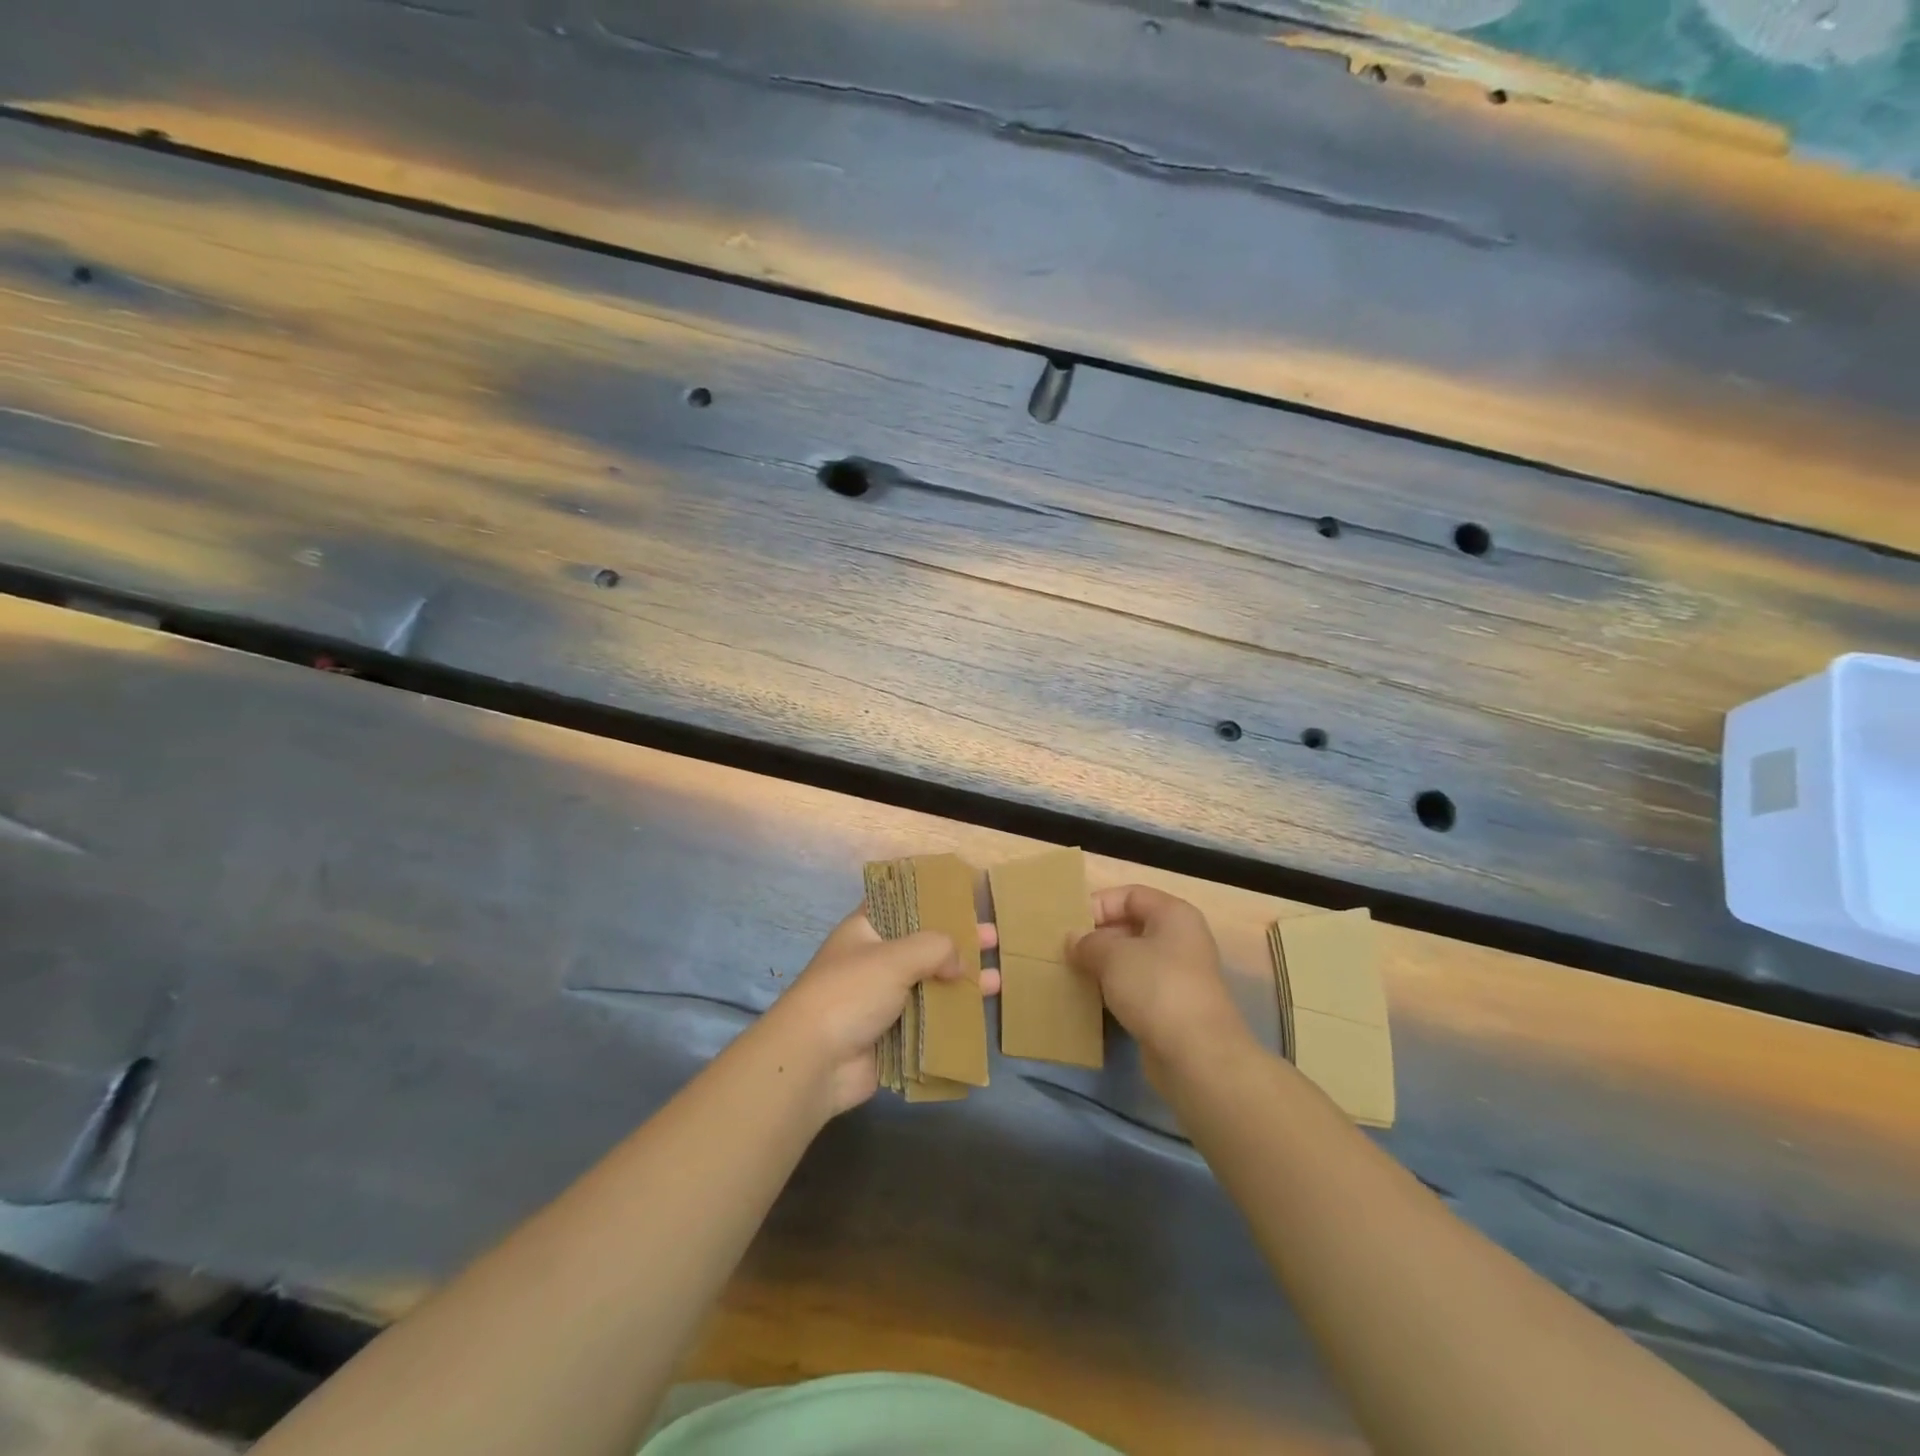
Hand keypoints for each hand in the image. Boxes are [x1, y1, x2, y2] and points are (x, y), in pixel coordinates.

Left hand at [758, 907, 1000, 1116]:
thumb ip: (934, 948)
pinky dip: (952, 1018)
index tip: (964, 899)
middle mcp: (875, 961)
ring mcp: (883, 1001)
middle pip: (923, 946)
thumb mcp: (894, 956)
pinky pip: (928, 1022)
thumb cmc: (850, 993)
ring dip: (962, 982)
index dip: (931, 899)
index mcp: (866, 931)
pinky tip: (981, 1015)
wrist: (814, 1062)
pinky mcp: (892, 1036)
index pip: (901, 905)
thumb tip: (959, 963)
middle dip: (958, 943)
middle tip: (994, 937)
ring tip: (998, 979)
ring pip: (930, 985)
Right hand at [1070, 885, 1252, 1078]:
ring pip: (1133, 959)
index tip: (1070, 926)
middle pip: (1132, 925)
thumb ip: (1088, 942)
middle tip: (1066, 952)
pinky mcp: (1173, 1007)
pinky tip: (1093, 1000)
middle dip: (1098, 937)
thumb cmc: (1156, 988)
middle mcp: (1181, 939)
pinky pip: (1138, 988)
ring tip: (1074, 974)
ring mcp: (1179, 975)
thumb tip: (1073, 939)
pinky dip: (1116, 990)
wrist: (1197, 1055)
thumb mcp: (1113, 956)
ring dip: (1104, 966)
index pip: (1130, 895)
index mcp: (1174, 914)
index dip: (1099, 905)